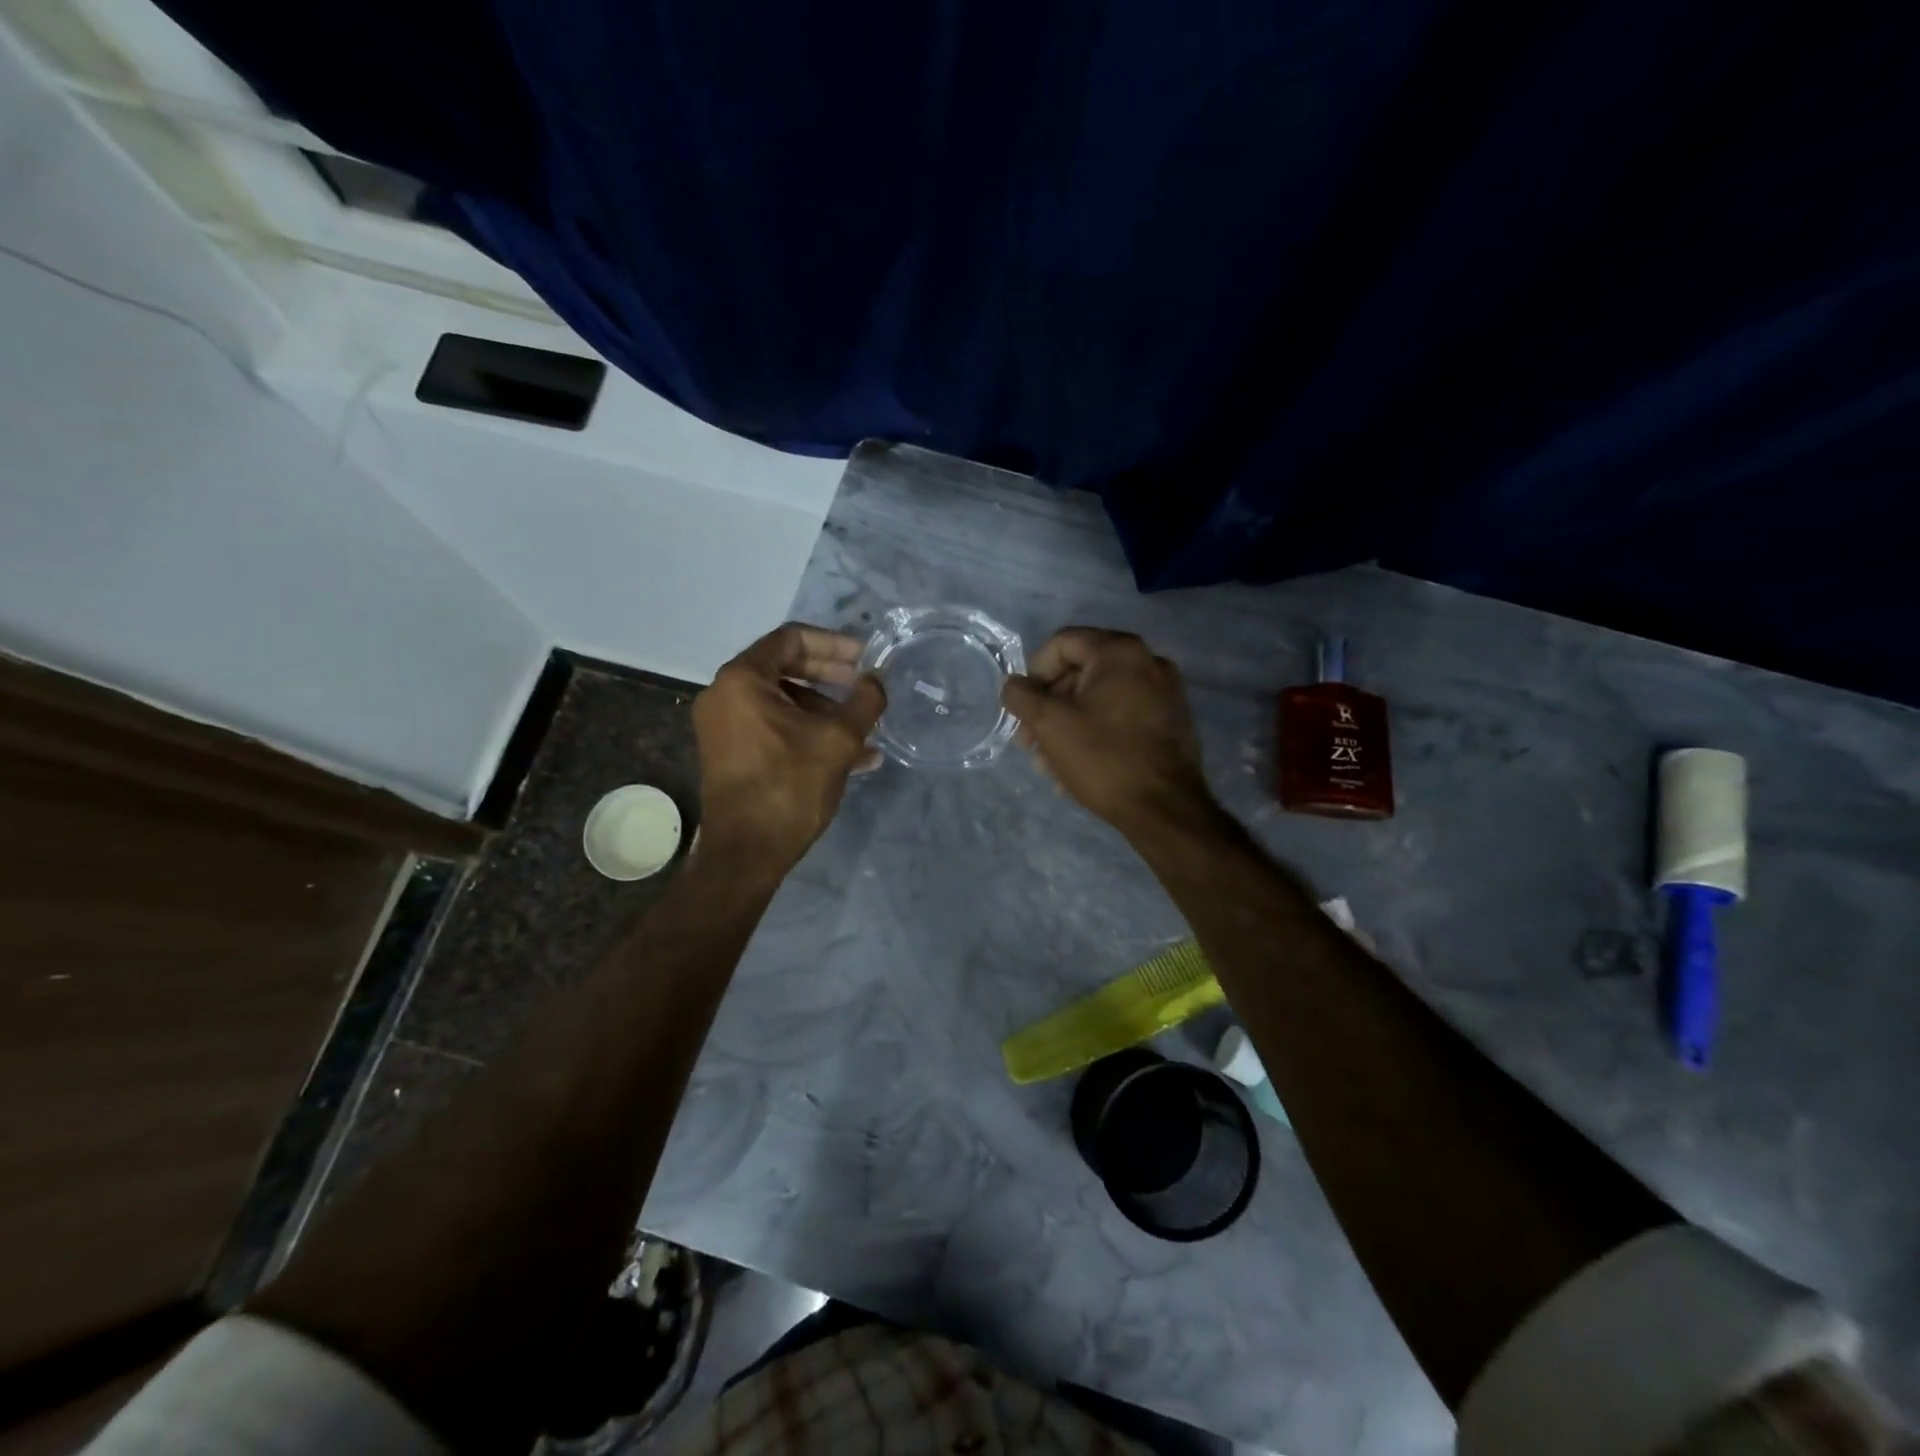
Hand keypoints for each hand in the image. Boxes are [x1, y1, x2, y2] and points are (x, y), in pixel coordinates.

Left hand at [693, 624, 884, 875]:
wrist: (746, 854)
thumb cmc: (789, 787)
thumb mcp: (838, 740)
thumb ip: (863, 701)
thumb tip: (876, 680)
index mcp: (742, 680)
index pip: (791, 639)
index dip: (834, 643)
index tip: (865, 657)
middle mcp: (724, 695)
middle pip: (785, 667)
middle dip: (831, 677)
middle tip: (864, 686)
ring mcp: (723, 726)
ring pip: (783, 702)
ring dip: (825, 710)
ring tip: (864, 730)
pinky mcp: (730, 753)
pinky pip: (773, 727)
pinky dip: (807, 732)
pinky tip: (851, 755)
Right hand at [1001, 628, 1212, 835]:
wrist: (1165, 810)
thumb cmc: (1103, 758)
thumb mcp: (1050, 724)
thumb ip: (1021, 696)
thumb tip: (1013, 685)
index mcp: (1120, 652)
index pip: (1061, 643)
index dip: (1033, 673)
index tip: (1023, 708)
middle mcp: (1149, 662)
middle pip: (1081, 672)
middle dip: (1049, 707)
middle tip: (1030, 742)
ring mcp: (1165, 693)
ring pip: (1100, 699)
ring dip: (1067, 726)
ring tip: (1049, 764)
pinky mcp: (1171, 722)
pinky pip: (1122, 716)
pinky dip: (1096, 733)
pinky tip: (1078, 768)